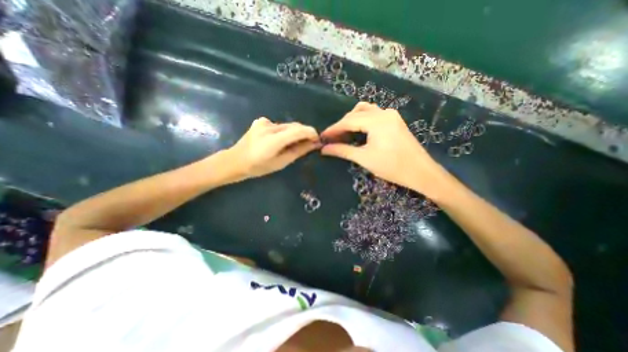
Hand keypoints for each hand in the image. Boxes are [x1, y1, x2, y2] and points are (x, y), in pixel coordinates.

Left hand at [229, 117, 320, 179]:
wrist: (235, 161)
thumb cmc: (258, 167)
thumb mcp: (281, 162)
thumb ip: (299, 151)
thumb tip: (314, 144)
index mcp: (274, 139)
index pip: (299, 130)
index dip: (311, 133)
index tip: (317, 140)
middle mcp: (269, 126)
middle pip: (295, 126)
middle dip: (304, 134)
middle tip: (307, 145)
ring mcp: (264, 122)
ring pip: (287, 126)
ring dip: (294, 133)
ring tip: (291, 145)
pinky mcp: (261, 121)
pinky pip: (279, 125)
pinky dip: (284, 132)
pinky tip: (278, 141)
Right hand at [320, 102, 448, 196]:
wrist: (421, 172)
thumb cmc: (392, 166)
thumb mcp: (364, 158)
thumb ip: (342, 151)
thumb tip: (324, 149)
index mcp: (376, 121)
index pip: (348, 121)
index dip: (333, 129)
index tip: (322, 137)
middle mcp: (384, 113)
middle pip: (356, 113)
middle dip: (342, 124)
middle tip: (333, 138)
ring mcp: (391, 116)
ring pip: (365, 111)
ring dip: (352, 120)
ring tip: (344, 134)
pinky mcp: (395, 121)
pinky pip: (374, 115)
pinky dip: (363, 121)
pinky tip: (359, 132)